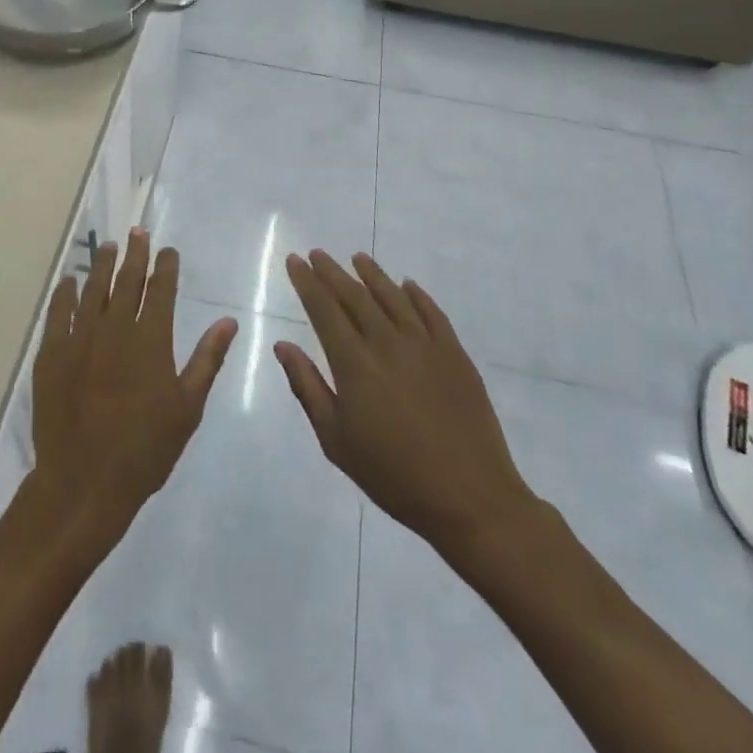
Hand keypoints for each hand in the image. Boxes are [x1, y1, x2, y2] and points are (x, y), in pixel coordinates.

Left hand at [31, 228, 237, 548]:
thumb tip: (228, 321)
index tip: (168, 250)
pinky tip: (70, 281)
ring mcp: (80, 338)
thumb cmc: (145, 449)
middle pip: (127, 281)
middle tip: (138, 232)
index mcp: (150, 340)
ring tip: (109, 246)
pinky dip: (65, 293)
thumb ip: (207, 359)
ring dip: (102, 265)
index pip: (161, 290)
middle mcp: (115, 329)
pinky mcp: (52, 353)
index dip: (165, 266)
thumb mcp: (187, 407)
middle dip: (135, 253)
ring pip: (93, 290)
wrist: (85, 481)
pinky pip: (59, 312)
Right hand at [275, 250, 540, 554]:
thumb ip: (307, 387)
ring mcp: (425, 345)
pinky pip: (432, 313)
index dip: (307, 283)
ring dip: (372, 274)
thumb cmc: (393, 474)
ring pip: (393, 297)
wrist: (470, 498)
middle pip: (355, 296)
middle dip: (332, 272)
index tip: (295, 261)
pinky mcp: (455, 355)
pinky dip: (416, 295)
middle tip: (317, 254)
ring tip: (358, 258)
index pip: (324, 309)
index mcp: (354, 363)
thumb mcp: (336, 440)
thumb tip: (283, 346)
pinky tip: (407, 285)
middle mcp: (387, 343)